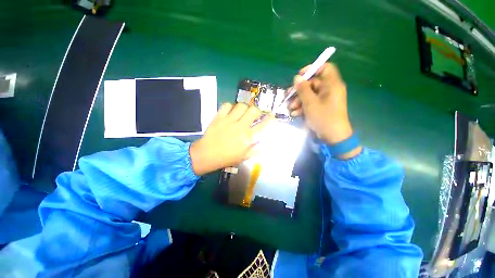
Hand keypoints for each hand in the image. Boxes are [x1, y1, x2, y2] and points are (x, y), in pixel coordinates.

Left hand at [189, 103, 272, 174]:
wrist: (207, 155)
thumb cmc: (226, 158)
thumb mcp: (243, 157)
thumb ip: (255, 150)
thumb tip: (263, 145)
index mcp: (247, 138)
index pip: (262, 125)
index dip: (269, 119)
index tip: (271, 115)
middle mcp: (240, 127)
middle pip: (253, 110)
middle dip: (257, 111)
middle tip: (254, 114)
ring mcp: (229, 120)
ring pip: (241, 106)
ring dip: (244, 108)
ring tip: (242, 112)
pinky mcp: (219, 117)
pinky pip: (227, 105)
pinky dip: (230, 106)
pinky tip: (230, 112)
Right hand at [288, 63, 360, 158]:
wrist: (333, 137)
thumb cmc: (323, 118)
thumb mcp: (310, 103)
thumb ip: (303, 90)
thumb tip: (297, 78)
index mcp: (331, 85)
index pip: (325, 68)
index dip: (312, 69)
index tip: (299, 76)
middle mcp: (329, 90)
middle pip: (313, 83)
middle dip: (299, 91)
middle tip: (288, 96)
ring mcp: (325, 99)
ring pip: (309, 95)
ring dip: (298, 101)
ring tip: (290, 108)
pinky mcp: (321, 108)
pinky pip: (311, 103)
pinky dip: (302, 107)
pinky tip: (295, 114)